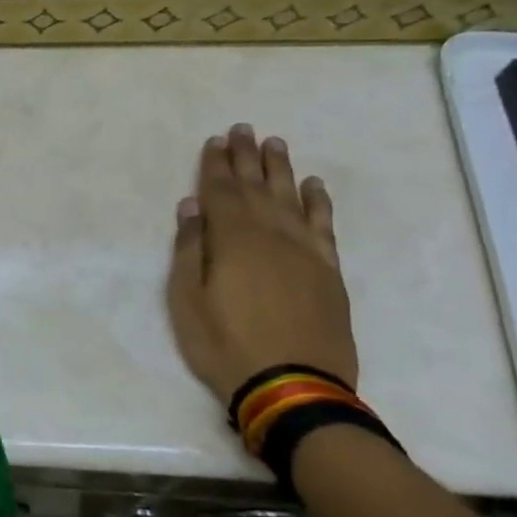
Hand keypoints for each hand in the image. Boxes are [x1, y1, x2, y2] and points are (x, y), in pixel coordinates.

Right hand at [167, 124, 358, 406]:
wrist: (294, 387)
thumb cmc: (225, 344)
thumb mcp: (187, 299)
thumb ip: (190, 249)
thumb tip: (192, 206)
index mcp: (232, 239)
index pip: (220, 191)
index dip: (215, 164)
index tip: (215, 140)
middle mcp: (271, 234)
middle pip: (256, 186)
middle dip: (246, 157)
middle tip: (244, 129)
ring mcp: (305, 251)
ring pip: (291, 198)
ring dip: (281, 169)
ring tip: (275, 144)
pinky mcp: (328, 271)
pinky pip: (324, 225)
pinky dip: (318, 202)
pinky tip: (313, 187)